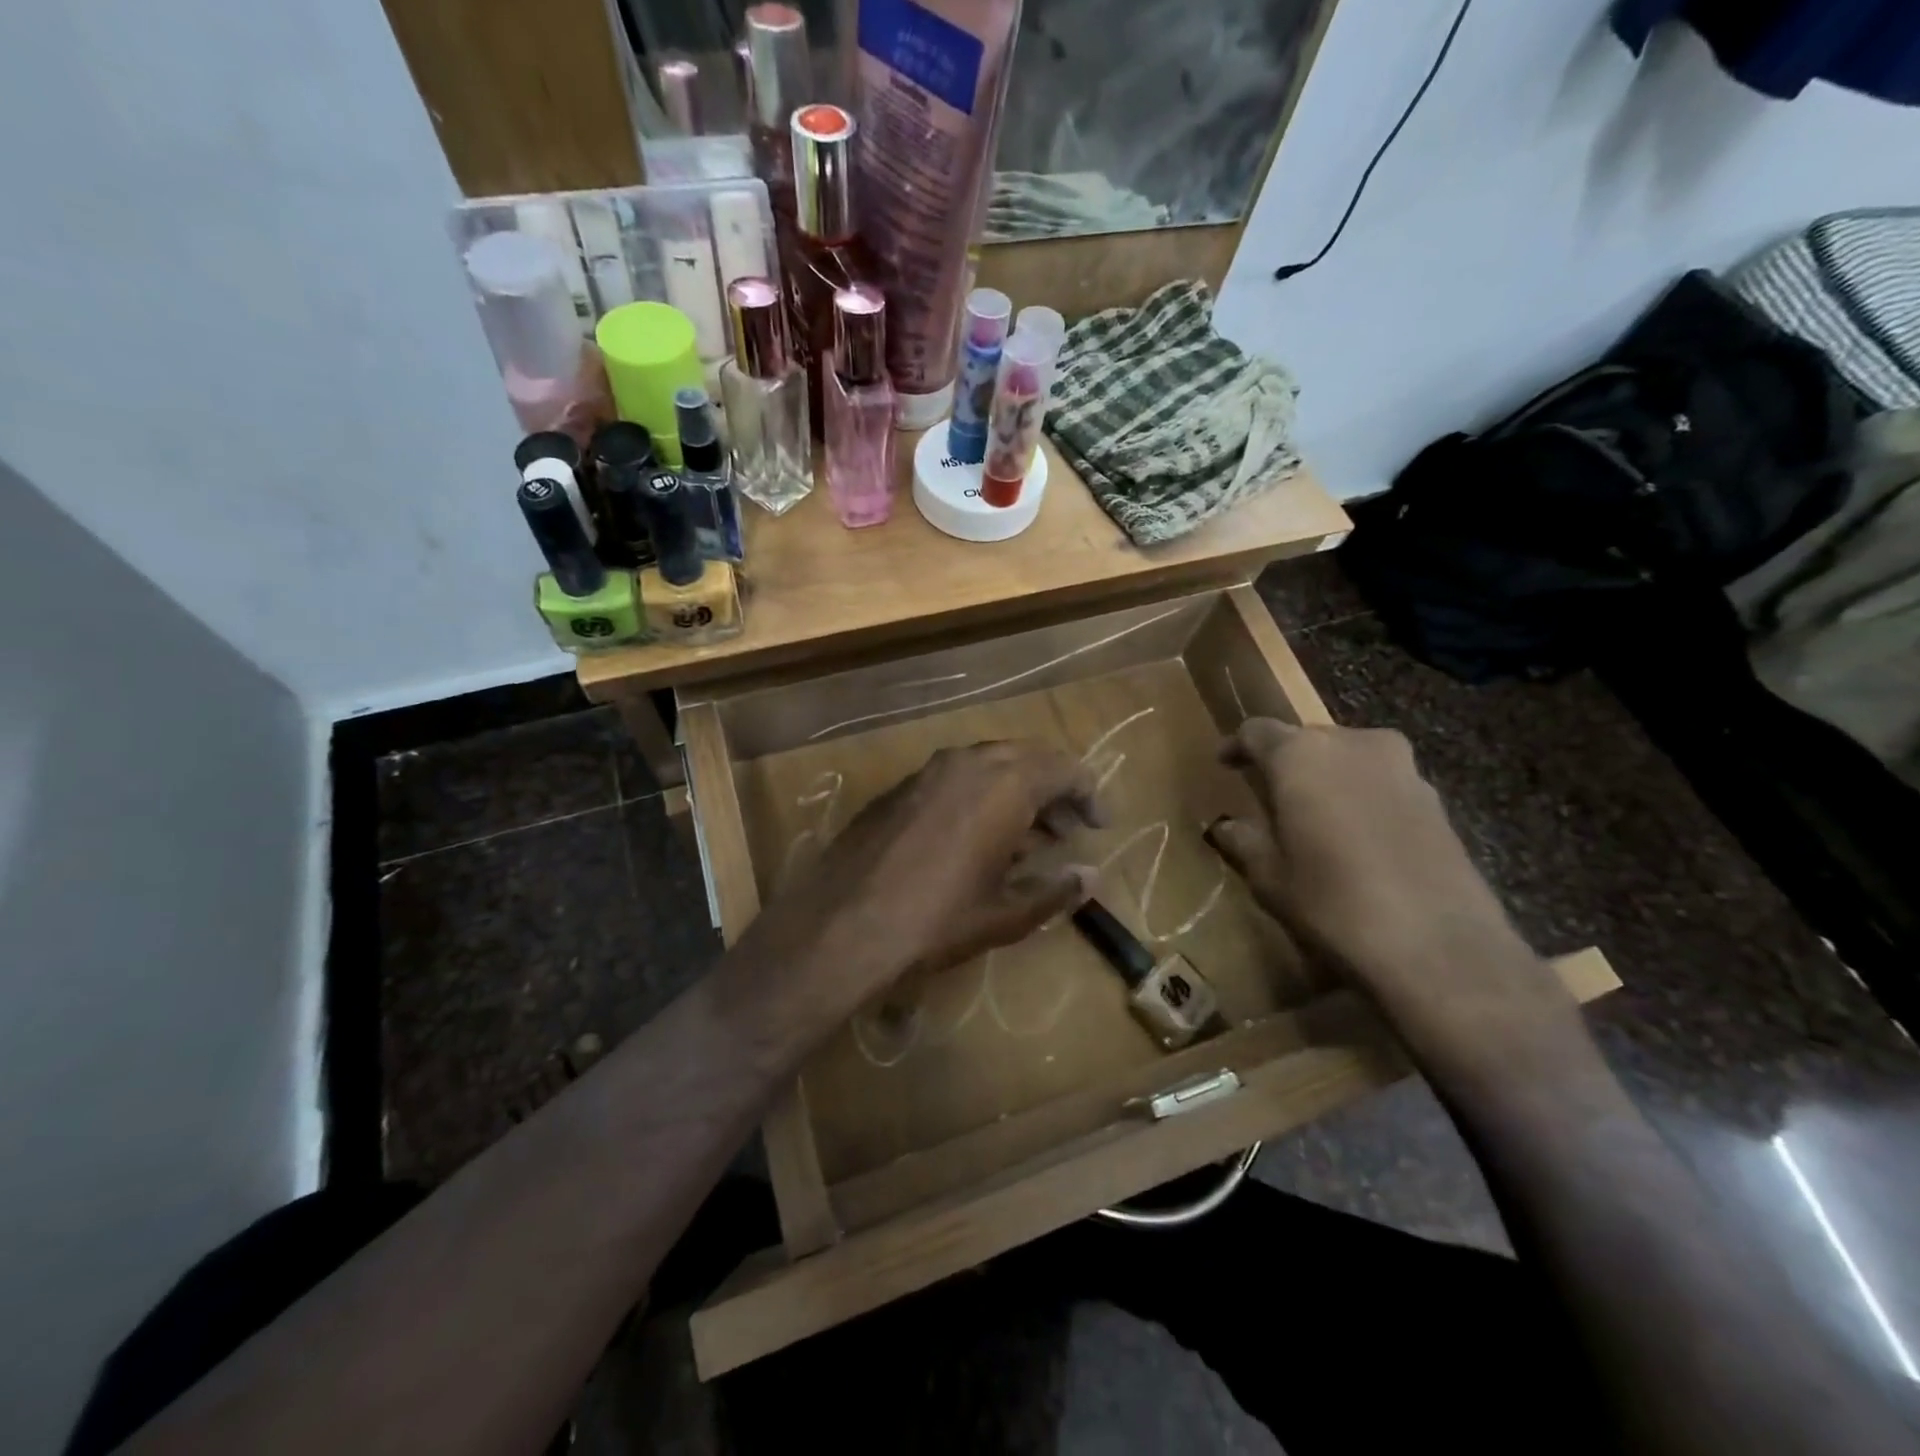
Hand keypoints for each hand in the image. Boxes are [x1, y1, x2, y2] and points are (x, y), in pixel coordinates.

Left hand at [726, 740, 1102, 1046]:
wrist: (840, 925)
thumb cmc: (935, 921)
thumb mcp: (1004, 915)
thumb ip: (1055, 891)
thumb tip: (1090, 877)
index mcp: (1003, 785)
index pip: (1064, 768)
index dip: (1088, 794)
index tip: (1099, 825)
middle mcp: (967, 764)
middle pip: (1026, 758)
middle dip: (1053, 789)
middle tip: (1066, 829)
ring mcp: (927, 772)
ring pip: (987, 765)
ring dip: (1015, 791)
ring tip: (1027, 838)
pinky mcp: (898, 789)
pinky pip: (953, 778)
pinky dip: (978, 796)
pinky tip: (975, 839)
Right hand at [1206, 720, 1575, 1054]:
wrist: (1439, 947)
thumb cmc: (1332, 902)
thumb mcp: (1270, 877)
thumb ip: (1244, 841)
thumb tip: (1226, 826)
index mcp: (1300, 755)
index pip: (1257, 731)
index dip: (1237, 746)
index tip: (1225, 764)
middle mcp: (1352, 744)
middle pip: (1307, 740)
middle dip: (1286, 763)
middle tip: (1270, 797)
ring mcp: (1402, 768)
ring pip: (1349, 759)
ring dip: (1328, 779)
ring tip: (1314, 818)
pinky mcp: (1436, 798)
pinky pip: (1382, 784)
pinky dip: (1362, 799)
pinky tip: (1356, 839)